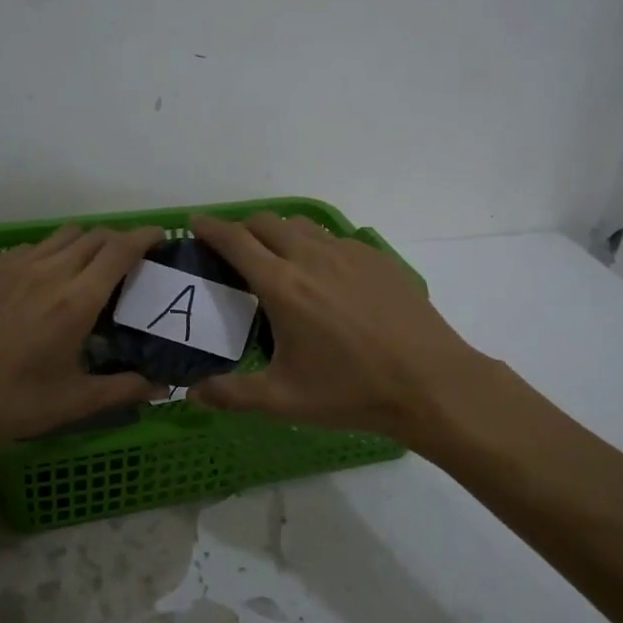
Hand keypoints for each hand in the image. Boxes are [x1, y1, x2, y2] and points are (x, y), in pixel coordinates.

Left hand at [0, 223, 166, 453]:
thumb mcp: (75, 401)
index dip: (144, 236)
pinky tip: (39, 286)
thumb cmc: (11, 403)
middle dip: (117, 242)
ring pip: (60, 237)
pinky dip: (47, 256)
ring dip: (82, 245)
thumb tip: (165, 388)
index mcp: (76, 301)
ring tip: (84, 272)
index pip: (120, 249)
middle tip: (126, 264)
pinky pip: (27, 248)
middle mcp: (47, 271)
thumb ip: (125, 389)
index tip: (160, 239)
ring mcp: (11, 266)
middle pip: (93, 235)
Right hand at [187, 213, 493, 443]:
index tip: (195, 224)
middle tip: (234, 252)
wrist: (430, 383)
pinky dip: (316, 247)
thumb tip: (192, 394)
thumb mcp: (284, 400)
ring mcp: (349, 253)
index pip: (235, 240)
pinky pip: (335, 240)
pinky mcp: (378, 259)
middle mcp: (312, 257)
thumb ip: (231, 394)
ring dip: (280, 234)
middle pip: (267, 222)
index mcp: (282, 285)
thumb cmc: (351, 391)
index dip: (210, 227)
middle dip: (243, 229)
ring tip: (278, 261)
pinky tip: (326, 278)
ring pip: (302, 226)